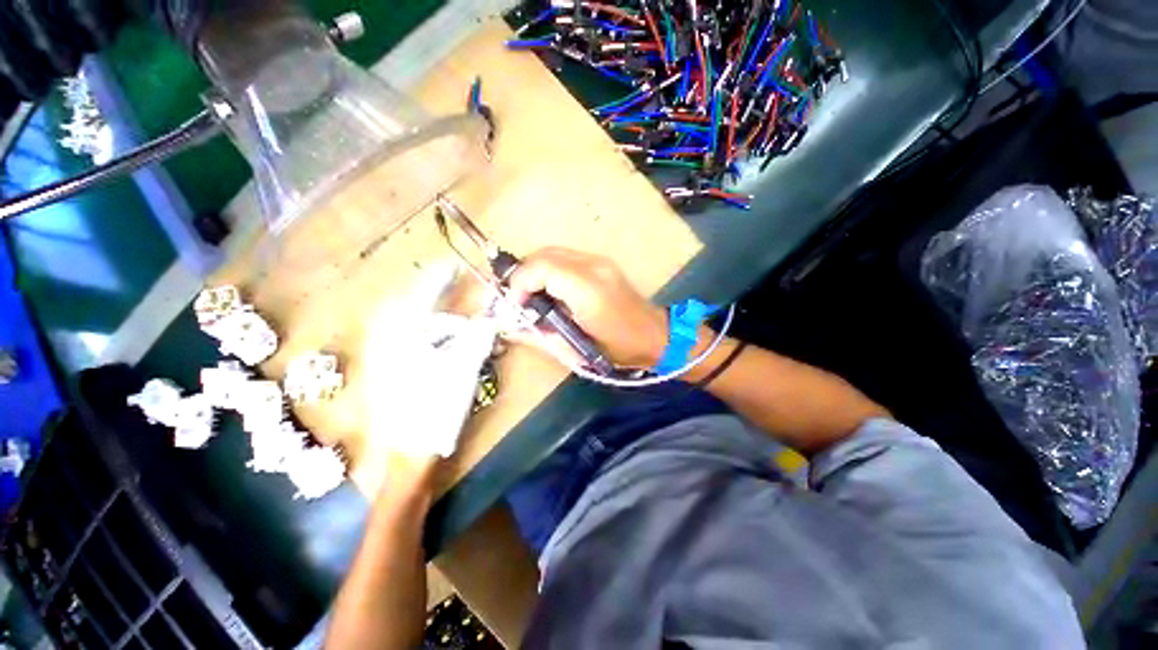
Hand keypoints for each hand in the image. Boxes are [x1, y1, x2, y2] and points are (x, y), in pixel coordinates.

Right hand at [508, 247, 666, 367]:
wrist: (653, 336)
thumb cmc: (616, 349)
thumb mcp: (573, 350)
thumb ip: (538, 335)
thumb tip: (508, 327)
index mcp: (587, 290)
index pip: (541, 268)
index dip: (519, 283)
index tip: (514, 305)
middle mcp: (593, 266)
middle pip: (544, 254)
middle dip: (522, 274)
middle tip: (517, 299)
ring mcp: (600, 261)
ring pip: (553, 252)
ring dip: (534, 271)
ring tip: (530, 296)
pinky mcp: (602, 262)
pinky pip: (565, 258)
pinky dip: (549, 270)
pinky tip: (550, 290)